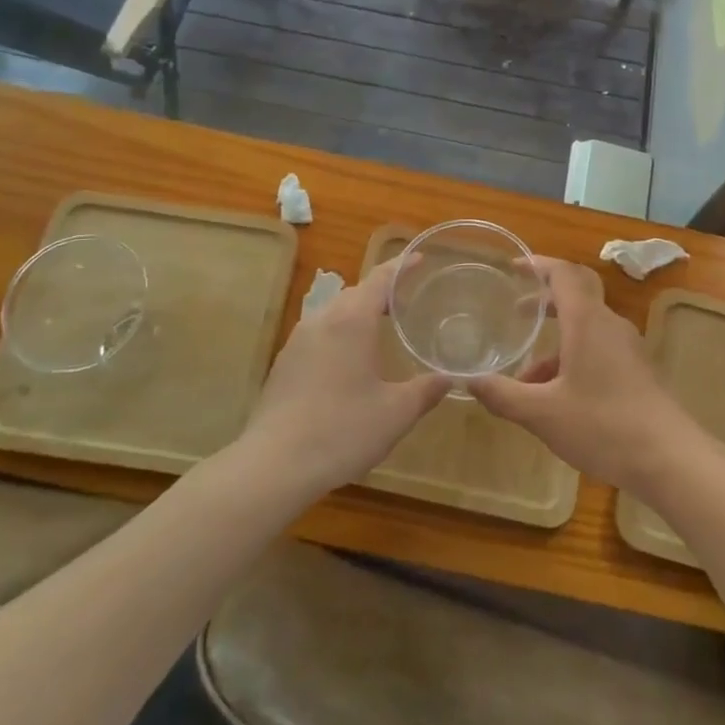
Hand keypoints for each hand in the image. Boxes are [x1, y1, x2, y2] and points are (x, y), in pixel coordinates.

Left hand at [239, 254, 448, 497]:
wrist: (273, 465)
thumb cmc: (342, 431)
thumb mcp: (395, 413)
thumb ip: (426, 390)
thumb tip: (450, 377)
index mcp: (351, 321)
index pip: (380, 279)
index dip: (402, 266)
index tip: (420, 258)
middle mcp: (322, 320)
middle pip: (355, 292)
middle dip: (381, 291)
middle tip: (407, 300)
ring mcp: (298, 341)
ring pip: (333, 313)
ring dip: (357, 313)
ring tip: (380, 328)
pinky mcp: (284, 364)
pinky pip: (318, 334)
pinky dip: (339, 334)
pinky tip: (348, 361)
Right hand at [469, 257, 706, 499]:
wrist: (670, 459)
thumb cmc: (603, 426)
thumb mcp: (542, 414)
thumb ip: (503, 395)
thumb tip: (469, 381)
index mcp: (587, 321)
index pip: (564, 274)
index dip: (538, 265)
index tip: (513, 267)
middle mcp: (609, 325)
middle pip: (577, 296)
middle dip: (545, 300)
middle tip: (516, 312)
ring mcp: (628, 348)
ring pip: (586, 330)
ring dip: (556, 342)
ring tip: (525, 376)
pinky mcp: (637, 371)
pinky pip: (599, 350)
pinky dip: (573, 359)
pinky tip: (556, 398)